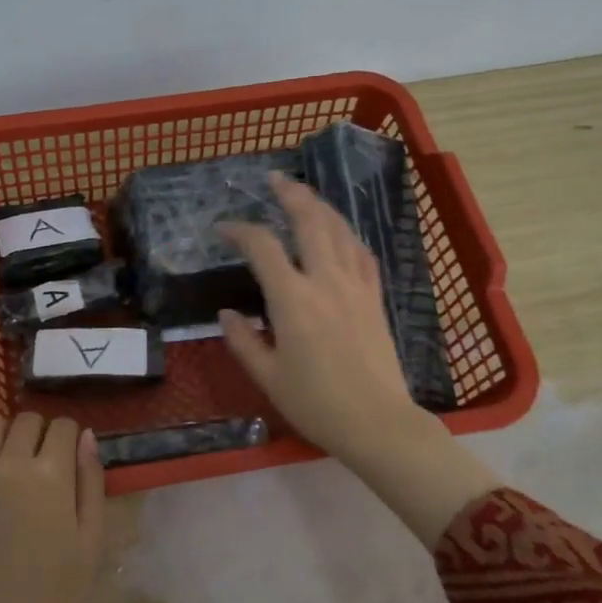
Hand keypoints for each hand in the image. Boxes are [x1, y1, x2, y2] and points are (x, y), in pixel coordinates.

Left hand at [0, 410, 105, 602]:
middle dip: (42, 432)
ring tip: (14, 452)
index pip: (62, 427)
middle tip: (46, 461)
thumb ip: (91, 483)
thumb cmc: (54, 595)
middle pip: (27, 421)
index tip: (71, 457)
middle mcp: (10, 465)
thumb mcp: (91, 542)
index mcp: (50, 476)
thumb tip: (85, 436)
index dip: (71, 437)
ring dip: (8, 431)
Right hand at [216, 172, 425, 468]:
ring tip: (304, 194)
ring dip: (320, 206)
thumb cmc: (316, 403)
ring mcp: (356, 286)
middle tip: (275, 179)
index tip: (223, 230)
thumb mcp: (267, 377)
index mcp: (293, 300)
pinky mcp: (375, 297)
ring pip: (339, 230)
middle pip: (310, 221)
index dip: (240, 231)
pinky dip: (347, 234)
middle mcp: (326, 281)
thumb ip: (243, 340)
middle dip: (291, 194)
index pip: (263, 248)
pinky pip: (362, 253)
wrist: (377, 423)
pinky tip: (340, 231)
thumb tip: (226, 313)